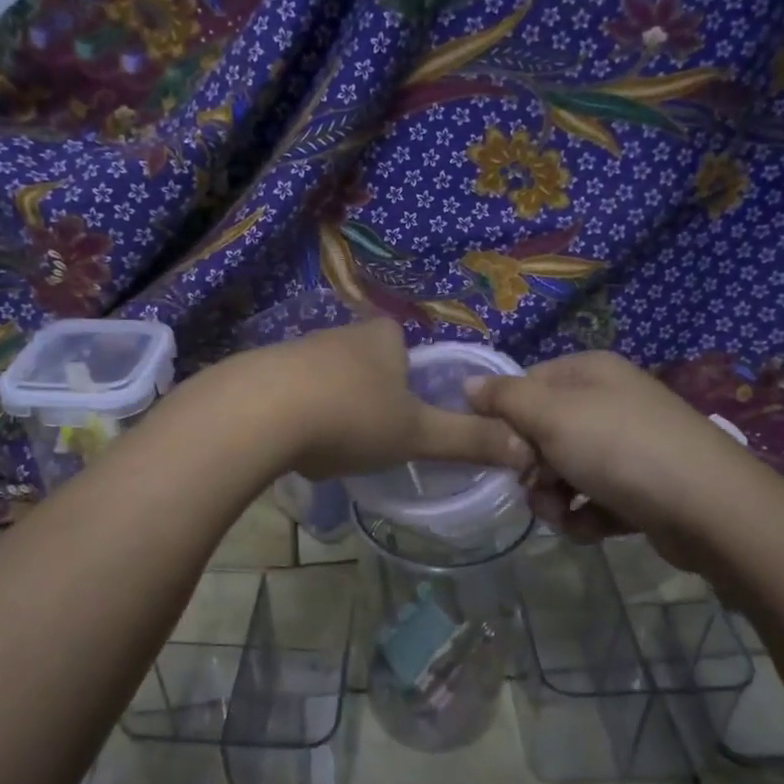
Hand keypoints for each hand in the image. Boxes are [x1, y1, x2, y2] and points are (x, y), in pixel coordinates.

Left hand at [225, 319, 533, 480]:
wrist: (257, 413)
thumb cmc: (351, 416)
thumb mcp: (417, 434)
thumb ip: (469, 441)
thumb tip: (527, 450)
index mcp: (383, 337)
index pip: (406, 349)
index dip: (412, 385)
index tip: (405, 420)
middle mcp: (340, 333)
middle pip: (366, 366)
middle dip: (370, 402)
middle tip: (370, 441)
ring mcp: (295, 349)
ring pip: (327, 382)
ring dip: (332, 412)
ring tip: (329, 449)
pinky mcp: (258, 371)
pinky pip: (289, 395)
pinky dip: (296, 419)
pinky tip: (291, 445)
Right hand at [463, 351, 755, 565]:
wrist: (709, 508)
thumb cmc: (620, 449)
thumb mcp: (552, 416)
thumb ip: (505, 399)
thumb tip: (468, 383)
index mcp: (590, 372)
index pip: (526, 385)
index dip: (507, 418)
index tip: (502, 449)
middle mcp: (610, 402)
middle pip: (543, 432)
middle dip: (532, 468)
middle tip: (535, 486)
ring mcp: (629, 446)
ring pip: (566, 471)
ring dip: (555, 498)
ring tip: (565, 515)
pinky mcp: (642, 487)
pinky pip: (595, 499)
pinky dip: (588, 516)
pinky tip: (594, 528)